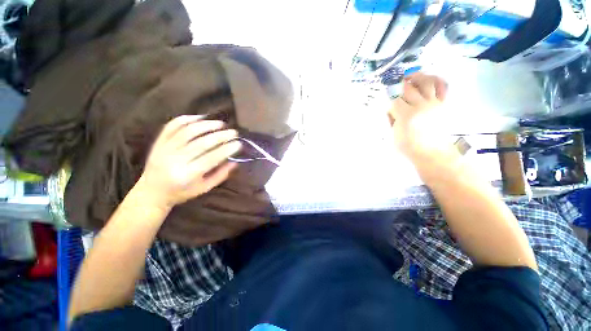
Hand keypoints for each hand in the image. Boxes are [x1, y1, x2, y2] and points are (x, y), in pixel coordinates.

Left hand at [137, 116, 241, 208]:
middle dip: (220, 136)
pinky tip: (200, 118)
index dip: (226, 149)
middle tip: (233, 132)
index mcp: (187, 175)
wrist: (151, 192)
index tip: (238, 143)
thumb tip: (235, 161)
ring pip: (187, 131)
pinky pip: (172, 126)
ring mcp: (165, 149)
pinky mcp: (158, 142)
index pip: (211, 158)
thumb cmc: (181, 192)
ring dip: (206, 125)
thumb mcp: (204, 188)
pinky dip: (186, 119)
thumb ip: (221, 175)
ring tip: (221, 124)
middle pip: (201, 143)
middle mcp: (175, 160)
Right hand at [388, 72, 454, 164]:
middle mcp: (421, 106)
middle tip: (393, 85)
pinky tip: (427, 80)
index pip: (394, 99)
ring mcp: (434, 103)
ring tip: (409, 78)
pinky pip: (442, 86)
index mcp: (406, 115)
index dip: (388, 97)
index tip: (385, 98)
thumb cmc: (408, 146)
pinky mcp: (443, 104)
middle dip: (398, 85)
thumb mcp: (393, 134)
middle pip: (407, 87)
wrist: (431, 152)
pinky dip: (435, 80)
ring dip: (416, 77)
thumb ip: (391, 119)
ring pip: (426, 81)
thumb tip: (391, 108)